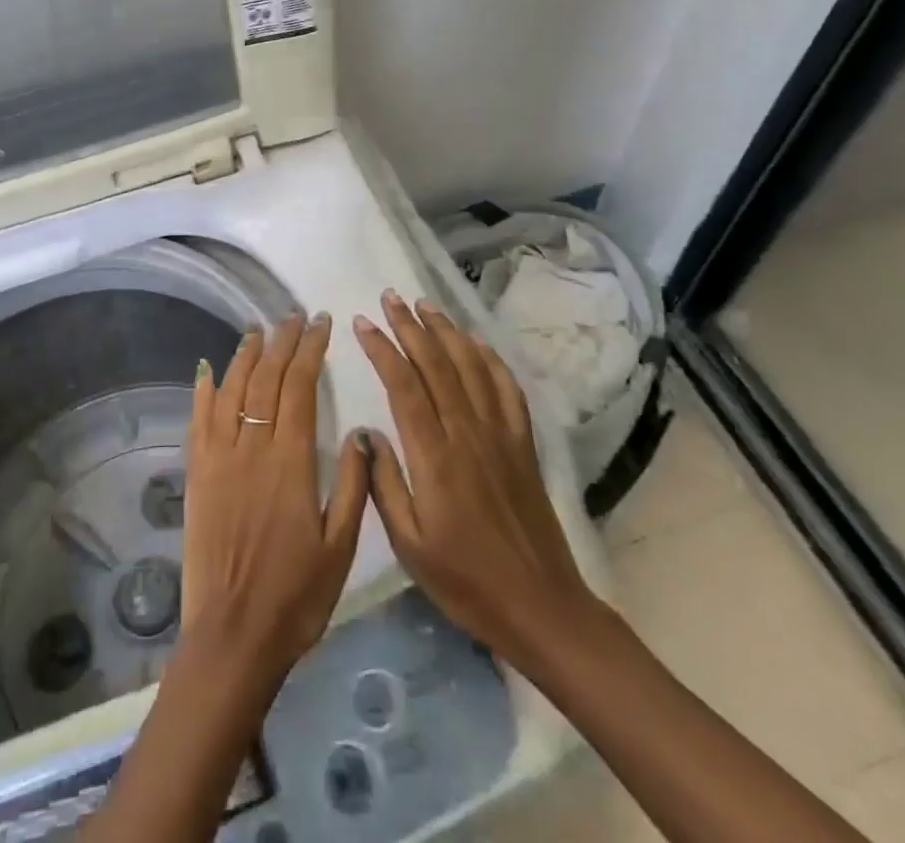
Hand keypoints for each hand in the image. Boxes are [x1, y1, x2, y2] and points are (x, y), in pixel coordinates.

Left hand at [182, 314, 371, 680]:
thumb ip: (352, 485)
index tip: (320, 324)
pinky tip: (208, 369)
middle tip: (293, 318)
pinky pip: (198, 421)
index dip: (310, 350)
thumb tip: (360, 432)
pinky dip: (204, 390)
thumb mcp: (341, 547)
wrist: (233, 635)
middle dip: (282, 342)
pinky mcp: (197, 475)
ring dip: (245, 356)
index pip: (300, 387)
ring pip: (231, 391)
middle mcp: (251, 448)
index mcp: (291, 462)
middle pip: (265, 379)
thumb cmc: (296, 596)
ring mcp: (219, 459)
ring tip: (258, 330)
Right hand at [353, 292, 599, 669]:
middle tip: (390, 298)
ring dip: (447, 331)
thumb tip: (366, 432)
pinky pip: (506, 389)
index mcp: (435, 457)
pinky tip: (476, 342)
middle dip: (410, 326)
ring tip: (425, 305)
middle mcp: (468, 434)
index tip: (363, 323)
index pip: (404, 385)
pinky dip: (489, 358)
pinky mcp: (523, 444)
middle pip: (436, 364)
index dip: (382, 349)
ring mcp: (501, 435)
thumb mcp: (409, 544)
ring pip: (471, 367)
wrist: (541, 606)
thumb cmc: (465, 581)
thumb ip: (384, 484)